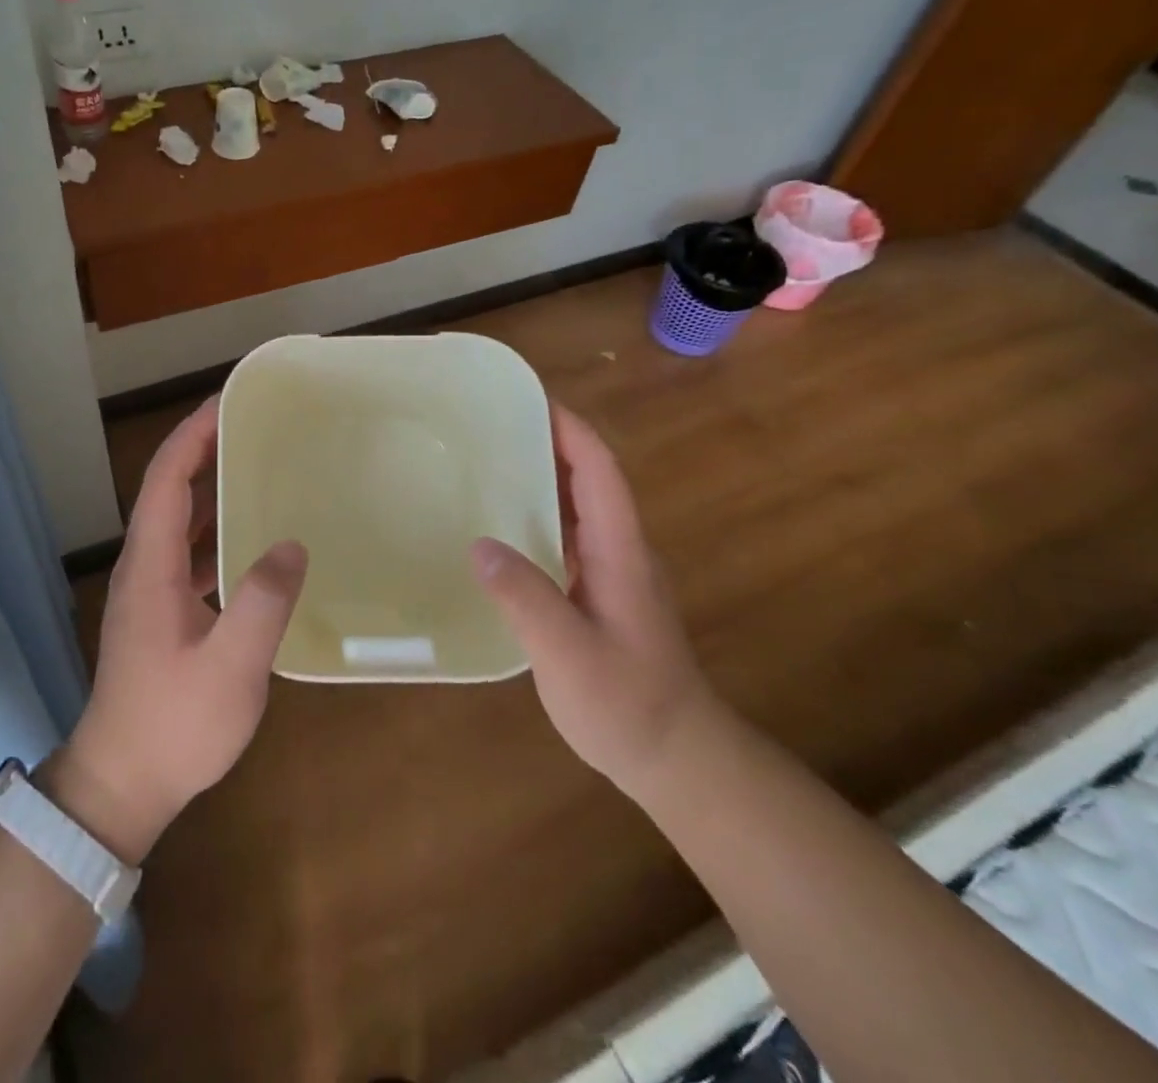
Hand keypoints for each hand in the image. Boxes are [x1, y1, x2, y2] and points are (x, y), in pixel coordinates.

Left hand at [57, 398, 307, 862]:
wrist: (122, 784)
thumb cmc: (173, 726)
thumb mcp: (229, 670)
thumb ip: (261, 605)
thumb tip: (291, 545)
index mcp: (150, 565)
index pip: (166, 478)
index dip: (194, 434)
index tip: (230, 401)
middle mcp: (144, 565)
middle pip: (169, 488)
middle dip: (205, 446)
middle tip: (255, 423)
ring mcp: (150, 588)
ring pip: (179, 517)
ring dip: (211, 484)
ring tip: (258, 464)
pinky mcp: (162, 610)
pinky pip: (189, 549)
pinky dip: (216, 526)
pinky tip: (253, 536)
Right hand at [470, 403, 718, 798]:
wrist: (678, 759)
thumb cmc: (628, 705)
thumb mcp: (570, 655)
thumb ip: (527, 599)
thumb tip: (479, 545)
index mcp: (620, 552)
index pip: (599, 471)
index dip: (569, 429)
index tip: (529, 397)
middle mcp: (620, 551)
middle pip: (587, 479)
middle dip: (547, 442)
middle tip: (490, 425)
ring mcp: (612, 573)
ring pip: (576, 508)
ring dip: (540, 477)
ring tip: (486, 464)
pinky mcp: (599, 594)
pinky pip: (567, 537)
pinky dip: (536, 516)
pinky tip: (499, 529)